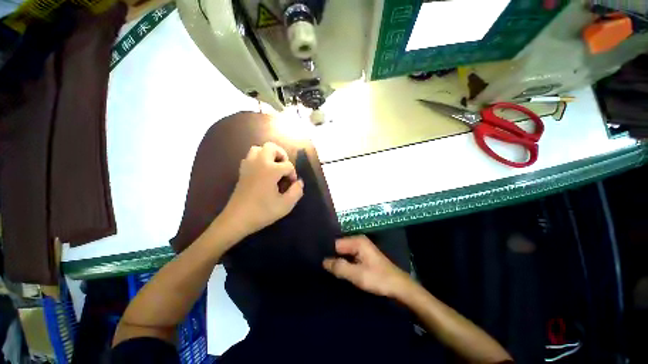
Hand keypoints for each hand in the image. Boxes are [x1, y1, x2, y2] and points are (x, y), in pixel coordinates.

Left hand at [220, 142, 303, 237]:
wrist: (237, 219)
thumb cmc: (262, 212)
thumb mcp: (286, 205)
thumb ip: (297, 191)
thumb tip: (299, 182)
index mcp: (271, 170)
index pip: (288, 165)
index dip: (293, 174)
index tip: (291, 185)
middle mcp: (259, 163)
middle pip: (271, 147)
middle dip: (282, 155)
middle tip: (284, 168)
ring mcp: (248, 165)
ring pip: (258, 149)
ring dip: (269, 155)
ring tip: (274, 167)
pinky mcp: (242, 171)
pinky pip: (250, 157)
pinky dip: (259, 159)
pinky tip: (263, 172)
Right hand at [323, 235, 412, 297]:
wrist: (399, 287)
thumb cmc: (378, 279)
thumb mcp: (357, 274)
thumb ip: (339, 267)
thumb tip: (323, 261)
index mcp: (357, 241)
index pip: (335, 243)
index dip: (327, 253)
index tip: (318, 262)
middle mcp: (358, 241)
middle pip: (339, 247)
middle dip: (332, 257)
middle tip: (321, 268)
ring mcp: (361, 248)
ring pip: (343, 253)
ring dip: (338, 261)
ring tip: (327, 270)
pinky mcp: (363, 256)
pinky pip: (349, 257)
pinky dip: (344, 263)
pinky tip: (339, 271)